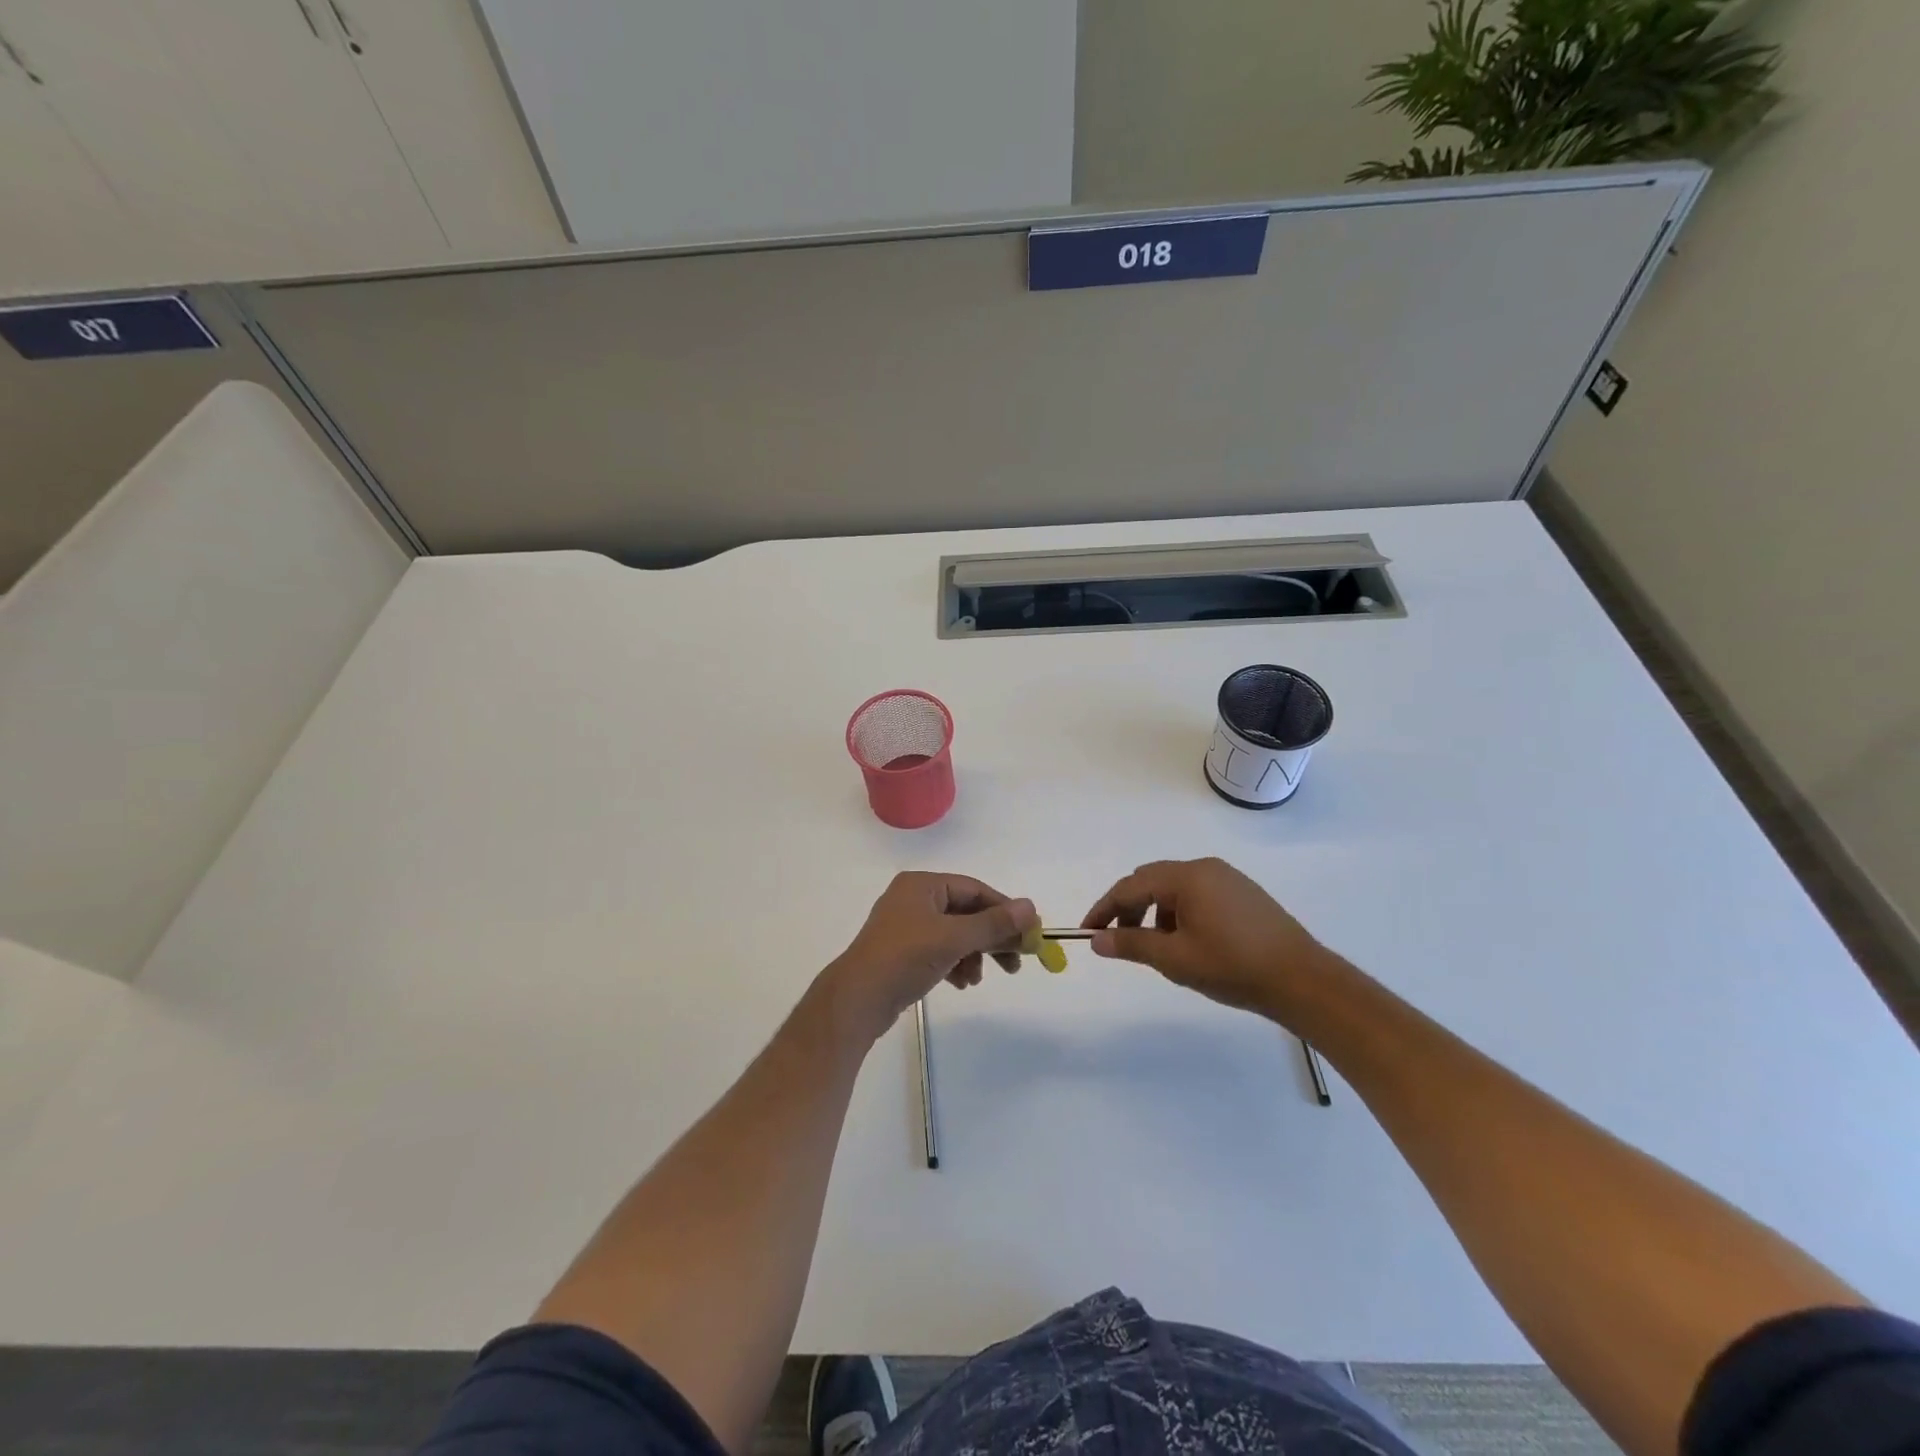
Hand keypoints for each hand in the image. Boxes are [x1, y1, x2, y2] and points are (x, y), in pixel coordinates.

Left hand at [824, 873, 1037, 1042]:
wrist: (857, 1000)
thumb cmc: (905, 958)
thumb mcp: (954, 939)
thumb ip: (993, 924)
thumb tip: (1031, 908)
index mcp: (922, 885)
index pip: (974, 890)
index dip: (1004, 911)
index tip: (1029, 934)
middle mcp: (913, 899)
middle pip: (966, 912)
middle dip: (990, 938)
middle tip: (1015, 962)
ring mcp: (906, 926)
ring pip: (954, 934)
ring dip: (973, 955)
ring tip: (976, 979)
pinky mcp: (902, 951)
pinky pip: (939, 950)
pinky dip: (955, 964)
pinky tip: (961, 983)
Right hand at [1081, 858, 1336, 1019]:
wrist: (1302, 980)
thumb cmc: (1233, 967)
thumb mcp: (1175, 959)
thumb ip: (1131, 945)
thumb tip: (1096, 940)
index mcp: (1187, 877)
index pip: (1130, 886)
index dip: (1104, 909)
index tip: (1088, 933)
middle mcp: (1205, 868)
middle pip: (1151, 880)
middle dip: (1129, 908)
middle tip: (1120, 940)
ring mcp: (1227, 878)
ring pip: (1174, 888)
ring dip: (1155, 912)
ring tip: (1158, 948)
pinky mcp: (1243, 893)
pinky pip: (1197, 894)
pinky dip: (1179, 912)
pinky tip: (1189, 942)